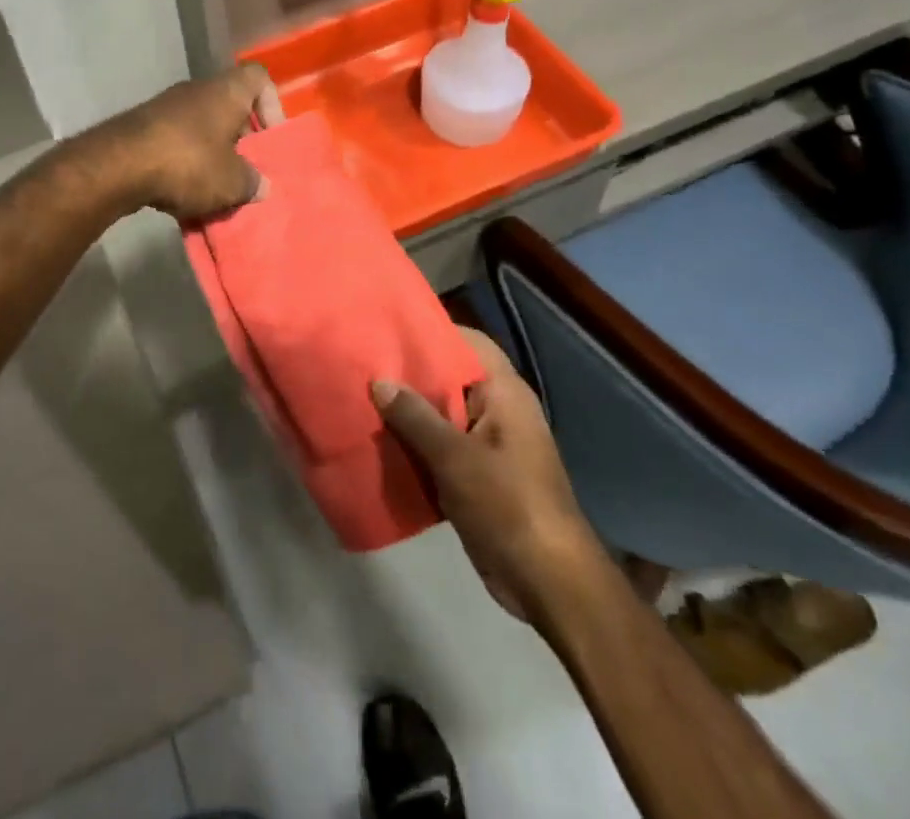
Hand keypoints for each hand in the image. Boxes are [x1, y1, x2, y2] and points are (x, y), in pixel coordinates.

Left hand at [99, 64, 285, 221]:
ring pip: (202, 128)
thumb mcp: (232, 182)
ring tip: (217, 190)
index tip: (271, 139)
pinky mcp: (142, 128)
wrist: (117, 165)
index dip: (272, 105)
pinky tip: (184, 193)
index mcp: (226, 92)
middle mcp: (197, 91)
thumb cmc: (188, 163)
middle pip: (230, 107)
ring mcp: (166, 108)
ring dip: (213, 155)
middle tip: (247, 172)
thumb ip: (252, 182)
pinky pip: (176, 143)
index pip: (259, 78)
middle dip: (241, 140)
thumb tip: (260, 186)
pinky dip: (185, 164)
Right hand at [373, 327, 598, 630]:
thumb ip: (415, 416)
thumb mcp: (455, 457)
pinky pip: (440, 446)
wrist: (547, 582)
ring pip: (442, 414)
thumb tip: (379, 381)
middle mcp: (498, 411)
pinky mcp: (477, 475)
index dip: (434, 330)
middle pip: (450, 377)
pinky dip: (415, 443)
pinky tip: (379, 441)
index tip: (391, 326)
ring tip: (362, 396)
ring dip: (409, 411)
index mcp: (504, 394)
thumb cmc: (508, 504)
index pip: (469, 342)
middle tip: (365, 361)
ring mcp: (488, 444)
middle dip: (411, 373)